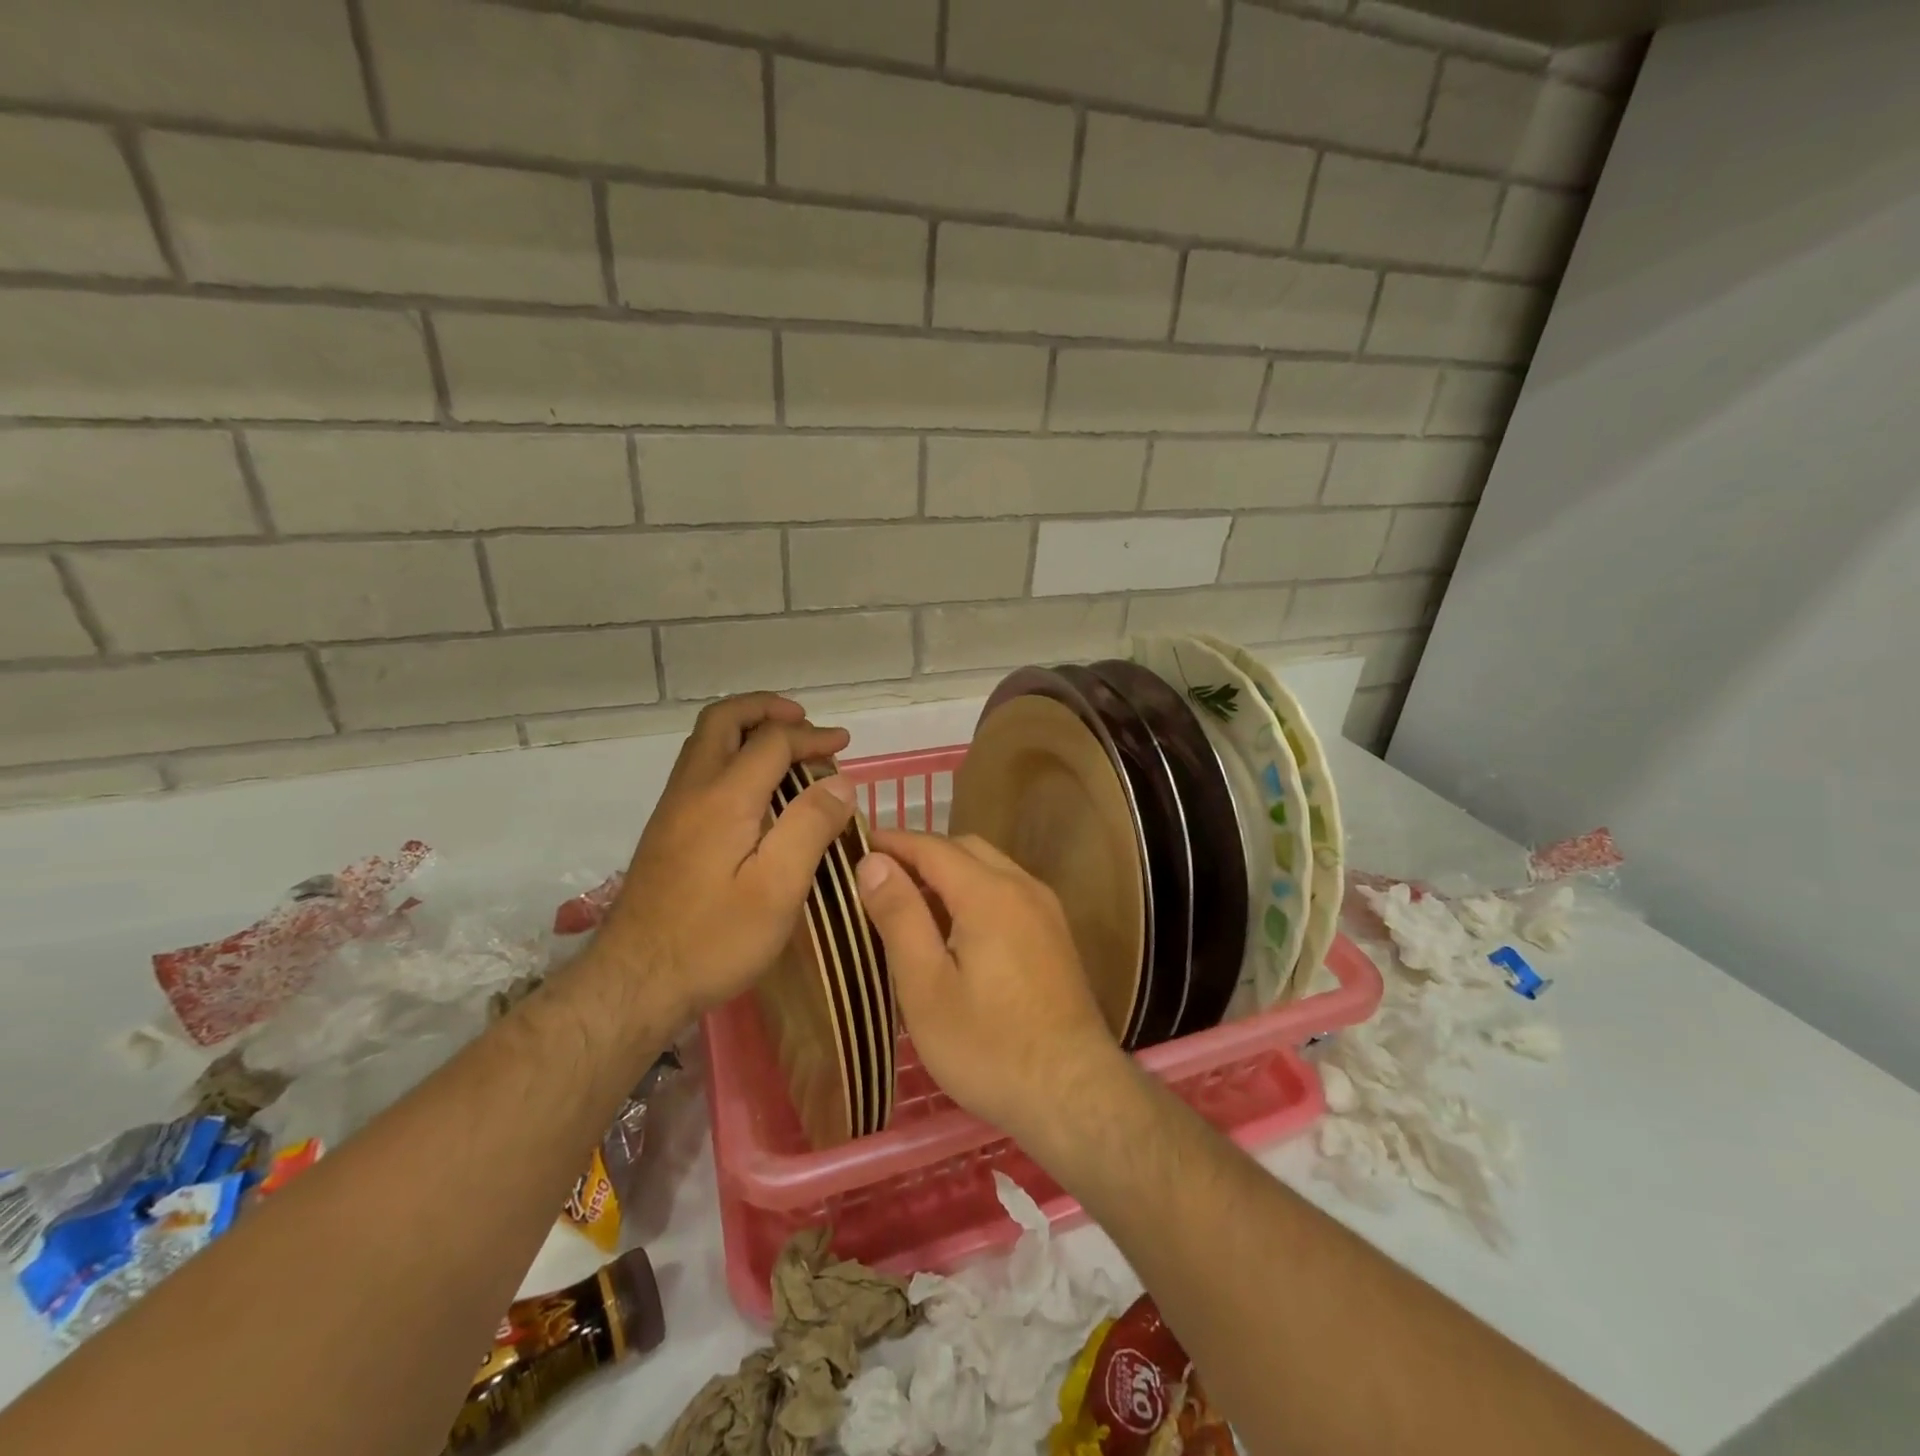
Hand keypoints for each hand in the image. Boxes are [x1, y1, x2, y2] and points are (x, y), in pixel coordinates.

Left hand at [592, 693, 856, 1025]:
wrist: (633, 983)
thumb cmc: (713, 939)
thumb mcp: (778, 889)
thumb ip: (810, 827)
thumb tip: (840, 782)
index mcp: (724, 798)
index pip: (771, 741)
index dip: (812, 736)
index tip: (845, 744)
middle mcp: (692, 790)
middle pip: (722, 720)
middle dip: (766, 709)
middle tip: (803, 721)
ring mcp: (673, 810)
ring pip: (706, 743)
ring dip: (747, 730)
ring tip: (786, 748)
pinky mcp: (667, 832)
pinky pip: (701, 769)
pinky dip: (733, 756)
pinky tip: (757, 790)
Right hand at [855, 829, 1128, 1146]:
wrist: (1074, 1094)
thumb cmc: (988, 1046)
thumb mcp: (926, 986)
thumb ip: (900, 917)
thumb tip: (873, 862)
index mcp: (989, 893)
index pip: (932, 846)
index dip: (892, 842)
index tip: (854, 846)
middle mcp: (1022, 886)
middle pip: (964, 848)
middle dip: (920, 853)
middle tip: (878, 878)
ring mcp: (1045, 909)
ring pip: (989, 867)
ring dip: (949, 872)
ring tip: (909, 902)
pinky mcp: (1055, 934)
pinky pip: (1007, 891)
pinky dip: (974, 891)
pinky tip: (954, 928)